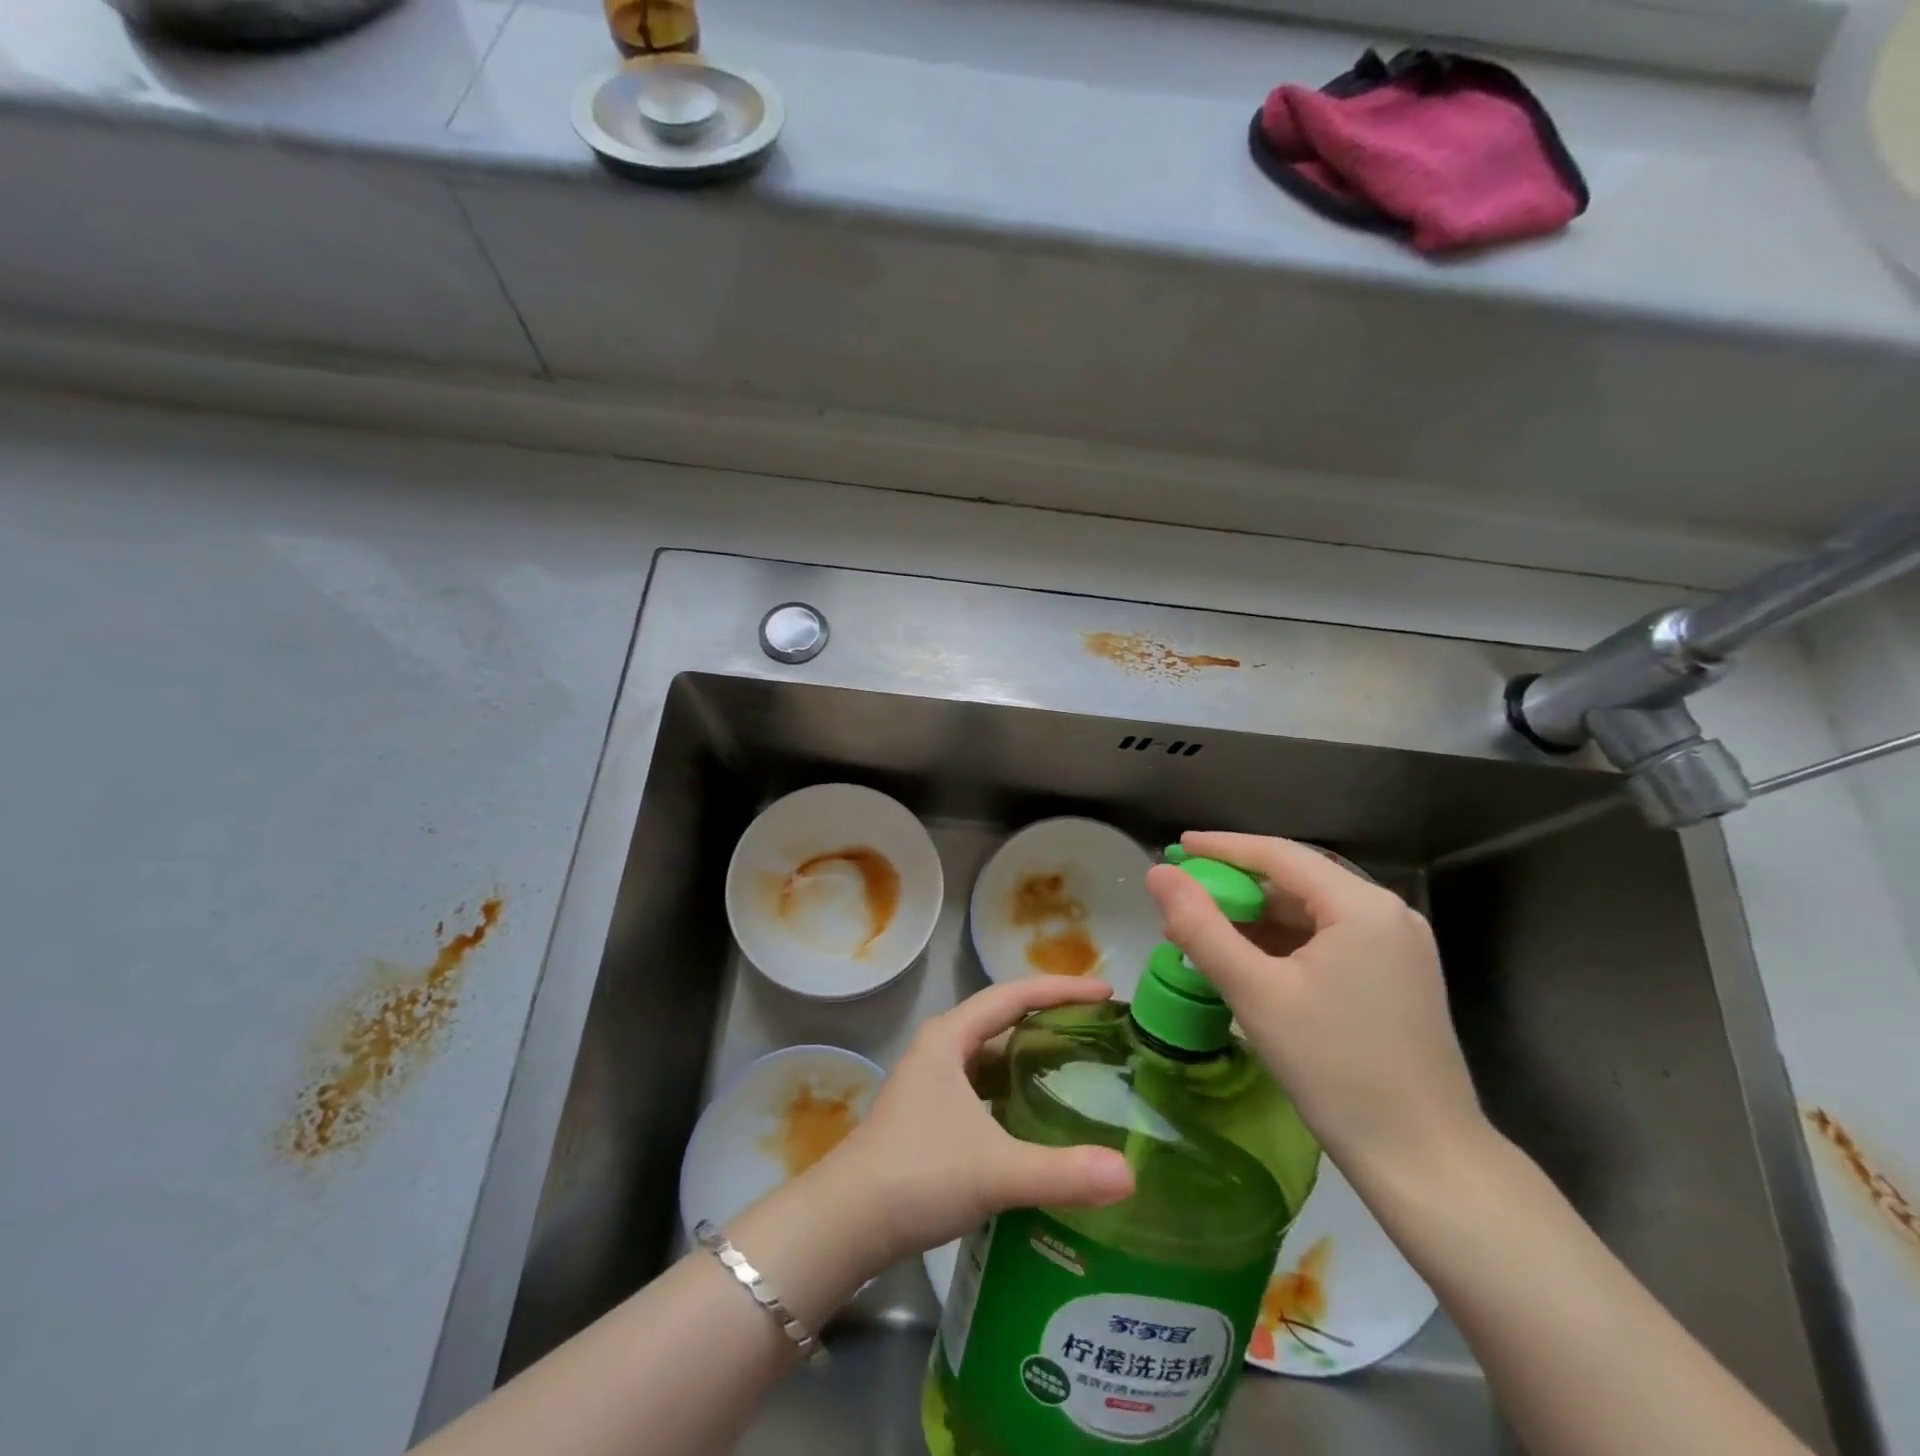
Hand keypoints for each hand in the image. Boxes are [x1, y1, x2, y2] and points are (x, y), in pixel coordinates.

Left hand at [821, 977, 1134, 1263]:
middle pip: (1004, 1018)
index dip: (1062, 989)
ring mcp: (932, 1080)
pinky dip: (1015, 1087)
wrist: (846, 1222)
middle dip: (1051, 1017)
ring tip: (1080, 1065)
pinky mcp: (931, 1112)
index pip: (1015, 995)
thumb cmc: (918, 1176)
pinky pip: (984, 1083)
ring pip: (992, 1053)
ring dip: (1032, 1054)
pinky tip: (1039, 1112)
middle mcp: (941, 1047)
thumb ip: (1062, 1172)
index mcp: (950, 1037)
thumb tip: (1129, 1175)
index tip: (1106, 992)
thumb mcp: (995, 1171)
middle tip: (1101, 1028)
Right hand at [1144, 831, 1487, 1181]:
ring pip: (1310, 914)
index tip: (1176, 847)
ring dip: (1255, 920)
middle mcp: (1387, 914)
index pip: (1278, 855)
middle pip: (1296, 882)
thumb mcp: (1254, 992)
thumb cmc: (1334, 1070)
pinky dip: (1283, 945)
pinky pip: (1328, 942)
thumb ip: (1200, 926)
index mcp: (1361, 906)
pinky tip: (1245, 961)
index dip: (1222, 848)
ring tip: (1201, 935)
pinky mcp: (1397, 978)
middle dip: (1234, 890)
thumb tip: (1157, 874)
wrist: (1425, 1162)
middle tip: (1180, 901)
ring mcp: (1397, 947)